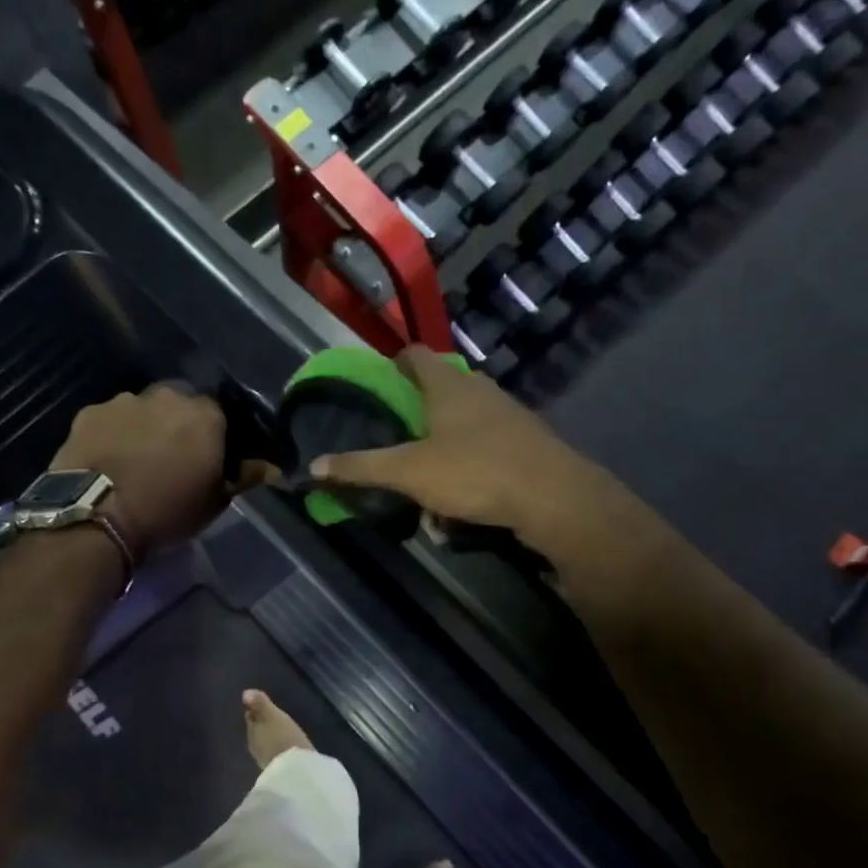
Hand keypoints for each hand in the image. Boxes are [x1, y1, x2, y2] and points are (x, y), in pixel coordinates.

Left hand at [51, 385, 229, 555]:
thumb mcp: (214, 502)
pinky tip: (107, 458)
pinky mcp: (90, 412)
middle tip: (171, 457)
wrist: (96, 515)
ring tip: (135, 459)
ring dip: (144, 426)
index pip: (219, 415)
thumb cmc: (166, 510)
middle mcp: (168, 397)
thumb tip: (273, 468)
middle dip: (178, 425)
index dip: (213, 436)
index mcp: (205, 415)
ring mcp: (124, 401)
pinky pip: (110, 419)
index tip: (207, 457)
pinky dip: (112, 433)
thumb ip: (244, 476)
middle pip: (179, 405)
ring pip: (143, 409)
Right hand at [308, 347, 634, 562]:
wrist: (555, 499)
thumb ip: (361, 467)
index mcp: (448, 385)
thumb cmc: (475, 472)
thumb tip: (313, 466)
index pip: (415, 356)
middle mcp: (479, 391)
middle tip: (394, 443)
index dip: (393, 364)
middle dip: (415, 419)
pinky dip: (468, 473)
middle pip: (439, 392)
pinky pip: (485, 452)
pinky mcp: (527, 444)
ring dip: (441, 455)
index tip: (377, 383)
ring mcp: (508, 416)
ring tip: (426, 492)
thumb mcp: (409, 472)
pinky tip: (461, 511)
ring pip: (463, 428)